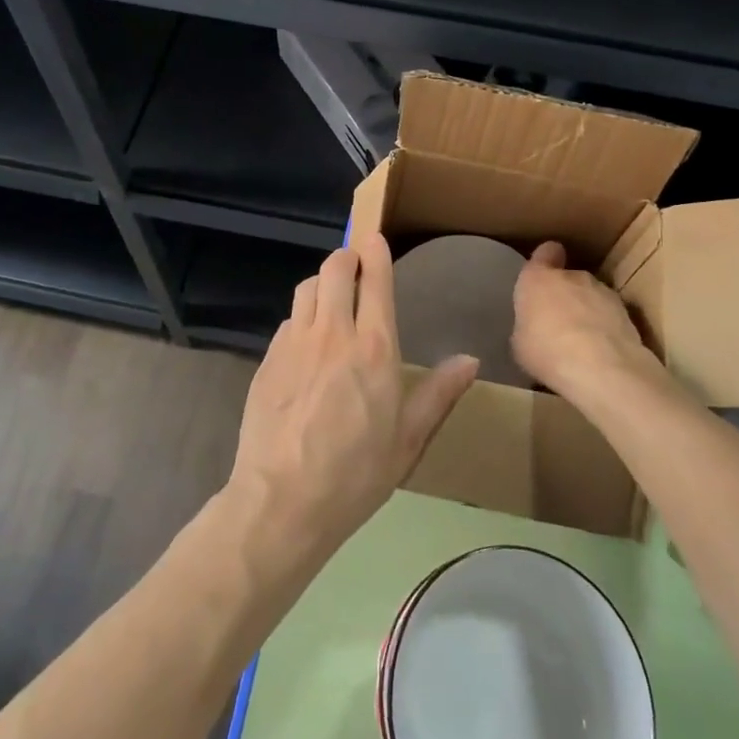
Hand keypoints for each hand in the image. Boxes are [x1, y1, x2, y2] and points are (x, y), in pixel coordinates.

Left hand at [226, 234, 478, 571]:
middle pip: (335, 269)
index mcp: (375, 349)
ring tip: (331, 299)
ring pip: (307, 287)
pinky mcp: (268, 358)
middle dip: (346, 258)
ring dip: (322, 283)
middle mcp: (333, 333)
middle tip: (354, 267)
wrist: (282, 501)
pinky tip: (306, 343)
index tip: (374, 237)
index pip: (375, 281)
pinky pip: (288, 320)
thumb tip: (470, 360)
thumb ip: (439, 394)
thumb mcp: (408, 441)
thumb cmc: (355, 474)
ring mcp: (295, 343)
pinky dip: (301, 317)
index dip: (375, 252)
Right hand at [511, 240, 665, 402]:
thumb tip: (535, 327)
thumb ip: (528, 324)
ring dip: (587, 310)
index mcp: (538, 278)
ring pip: (592, 295)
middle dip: (565, 294)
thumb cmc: (547, 352)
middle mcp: (572, 276)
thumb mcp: (520, 343)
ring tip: (583, 341)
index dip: (545, 260)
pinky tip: (602, 352)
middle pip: (569, 277)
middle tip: (558, 321)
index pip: (545, 252)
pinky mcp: (627, 312)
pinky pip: (610, 315)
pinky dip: (606, 327)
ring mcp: (603, 292)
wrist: (601, 368)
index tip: (542, 274)